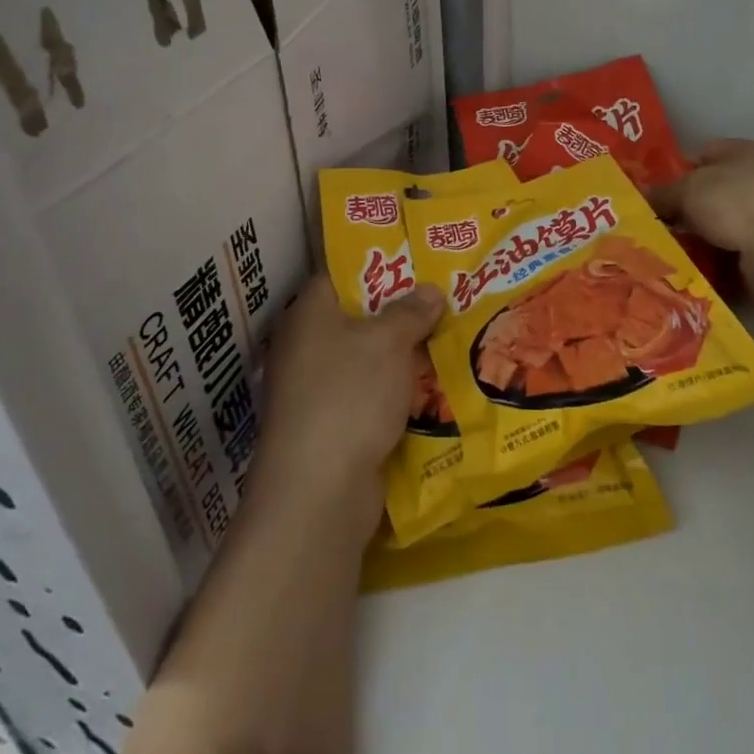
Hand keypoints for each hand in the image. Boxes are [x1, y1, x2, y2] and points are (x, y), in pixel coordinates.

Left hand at [250, 275, 443, 532]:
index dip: (379, 265)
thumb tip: (429, 290)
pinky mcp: (330, 426)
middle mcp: (305, 347)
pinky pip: (369, 396)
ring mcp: (315, 390)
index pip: (341, 274)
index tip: (419, 263)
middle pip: (358, 318)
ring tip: (448, 340)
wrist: (319, 489)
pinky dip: (395, 392)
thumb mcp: (388, 342)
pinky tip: (431, 388)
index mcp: (310, 314)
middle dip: (401, 313)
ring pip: (367, 360)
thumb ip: (411, 311)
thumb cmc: (350, 395)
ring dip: (402, 356)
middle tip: (445, 301)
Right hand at [649, 139, 753, 300]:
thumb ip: (664, 192)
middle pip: (713, 193)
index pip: (705, 153)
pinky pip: (734, 257)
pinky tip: (690, 271)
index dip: (677, 169)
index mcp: (747, 152)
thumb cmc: (739, 203)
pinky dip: (715, 265)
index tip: (651, 190)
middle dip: (685, 209)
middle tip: (652, 225)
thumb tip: (642, 197)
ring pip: (722, 228)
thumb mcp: (689, 189)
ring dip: (699, 240)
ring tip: (664, 253)